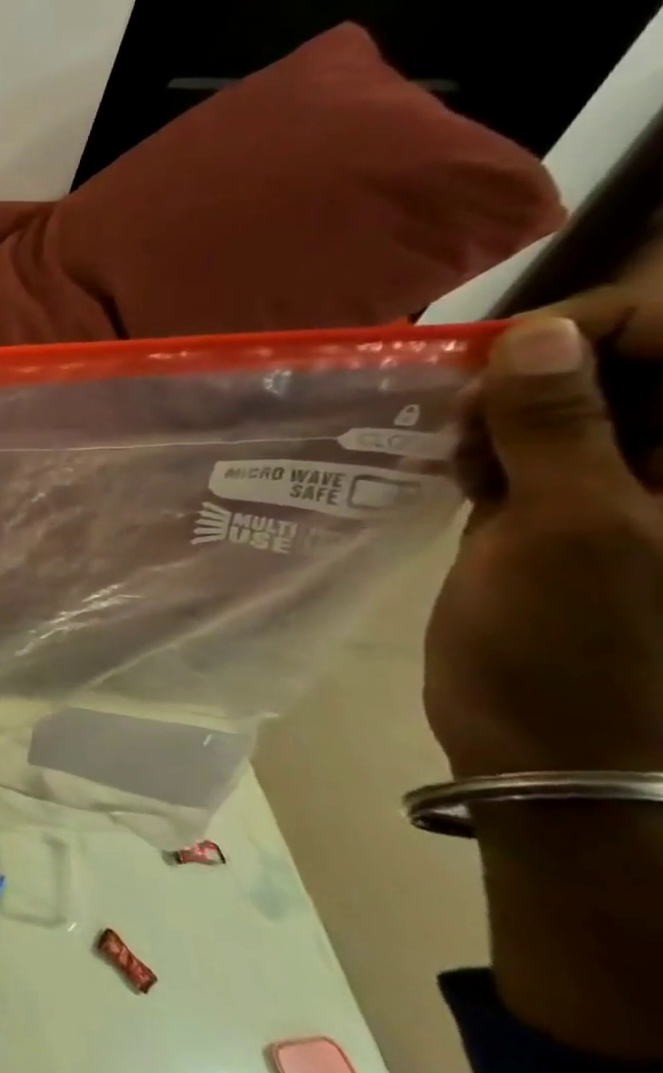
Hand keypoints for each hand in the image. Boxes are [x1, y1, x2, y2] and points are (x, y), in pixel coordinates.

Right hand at [425, 305, 662, 1057]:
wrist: (547, 744)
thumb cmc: (574, 645)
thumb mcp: (567, 528)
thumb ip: (556, 427)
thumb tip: (535, 336)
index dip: (598, 327)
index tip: (500, 358)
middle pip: (624, 366)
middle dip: (535, 370)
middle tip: (461, 413)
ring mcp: (625, 490)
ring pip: (567, 405)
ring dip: (500, 409)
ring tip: (447, 444)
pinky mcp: (564, 511)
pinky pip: (529, 447)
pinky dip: (484, 442)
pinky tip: (446, 462)